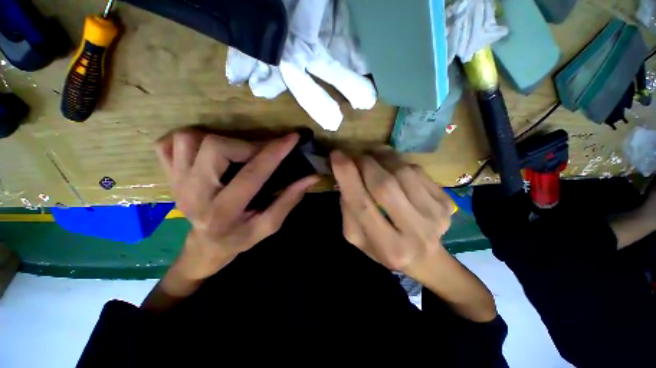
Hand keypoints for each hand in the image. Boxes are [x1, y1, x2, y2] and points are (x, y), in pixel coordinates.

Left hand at [155, 129, 318, 280]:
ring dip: (218, 138)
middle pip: (214, 148)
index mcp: (224, 212)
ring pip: (189, 139)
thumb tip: (311, 177)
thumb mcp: (270, 225)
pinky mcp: (168, 176)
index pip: (252, 174)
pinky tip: (206, 150)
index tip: (292, 137)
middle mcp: (195, 195)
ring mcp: (176, 183)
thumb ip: (290, 199)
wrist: (206, 245)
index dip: (275, 152)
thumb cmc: (241, 237)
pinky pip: (167, 144)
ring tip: (237, 151)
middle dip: (246, 144)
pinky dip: (189, 139)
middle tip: (262, 150)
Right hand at [331, 150, 454, 277]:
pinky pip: (417, 170)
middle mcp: (415, 234)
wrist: (425, 257)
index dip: (347, 177)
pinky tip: (392, 167)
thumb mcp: (357, 237)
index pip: (361, 205)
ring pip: (403, 173)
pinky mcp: (446, 202)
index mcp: (388, 247)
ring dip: (383, 158)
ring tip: (373, 157)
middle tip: (356, 156)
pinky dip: (399, 163)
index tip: (336, 155)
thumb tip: (346, 177)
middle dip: (365, 164)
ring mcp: (436, 216)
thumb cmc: (384, 248)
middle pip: (384, 186)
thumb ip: (348, 210)